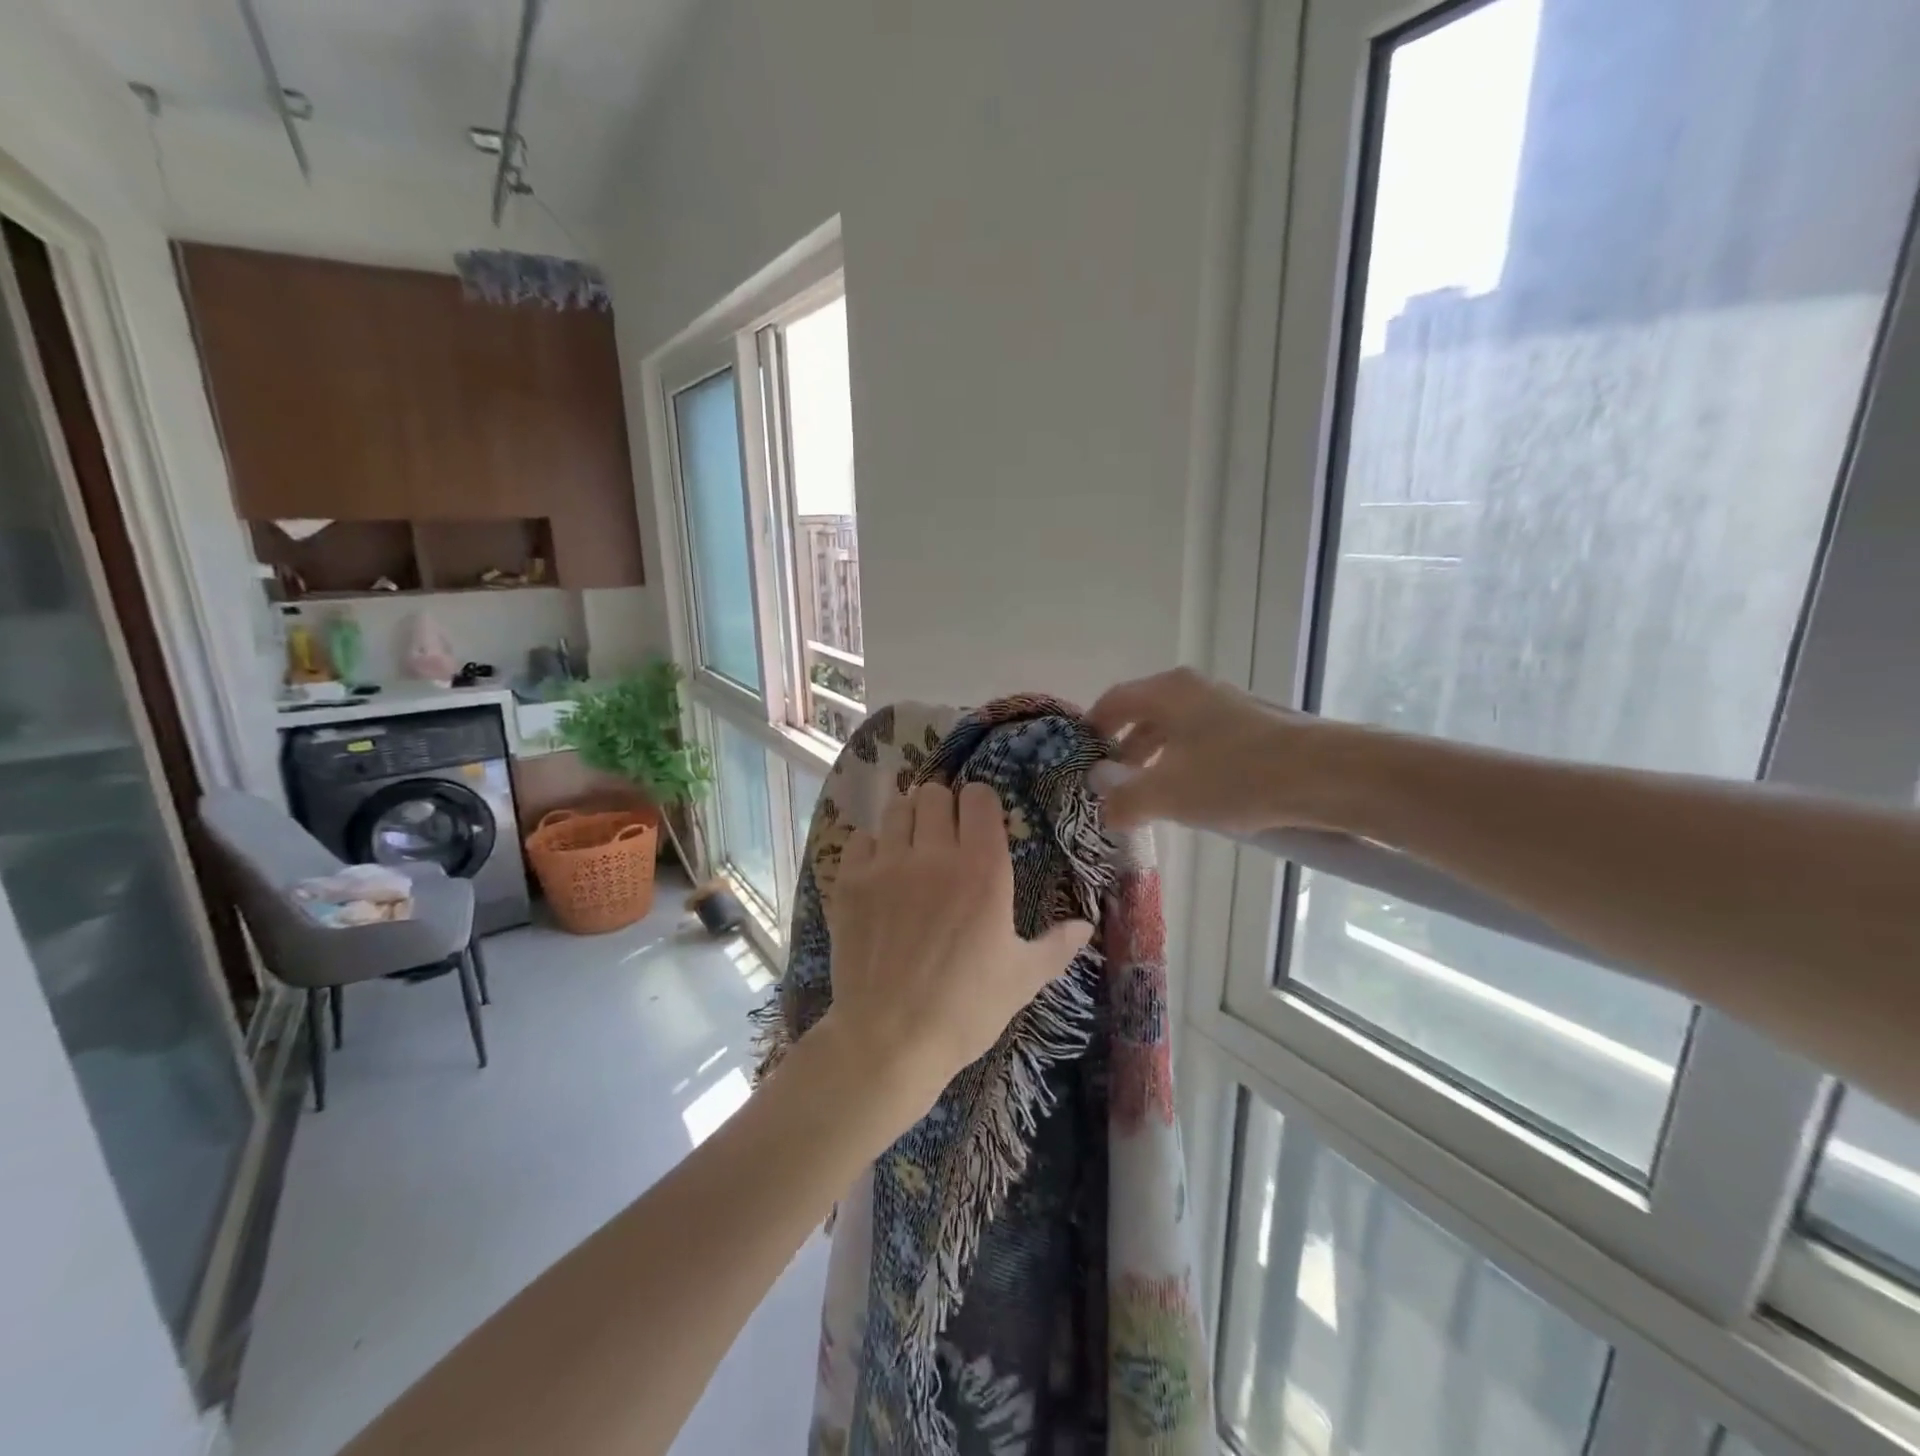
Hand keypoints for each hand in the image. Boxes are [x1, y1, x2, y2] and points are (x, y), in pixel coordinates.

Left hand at [819, 781, 1092, 1119]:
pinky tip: (879, 871)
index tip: (980, 822)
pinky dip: (871, 846)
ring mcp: (887, 865)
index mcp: (983, 869)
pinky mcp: (849, 882)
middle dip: (943, 806)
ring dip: (908, 819)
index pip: (979, 797)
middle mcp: (934, 854)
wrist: (889, 1041)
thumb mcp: (1023, 978)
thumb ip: (1057, 945)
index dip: (980, 803)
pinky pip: (860, 838)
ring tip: (912, 846)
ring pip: (897, 808)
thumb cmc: (966, 1009)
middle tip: (945, 834)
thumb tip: (1086, 925)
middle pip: (934, 794)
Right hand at [1088, 667, 1327, 832]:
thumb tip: (1104, 809)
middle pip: (1145, 715)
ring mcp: (1229, 706)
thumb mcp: (1168, 793)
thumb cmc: (1235, 775)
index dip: (1092, 728)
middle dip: (1125, 751)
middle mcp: (1195, 690)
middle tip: (1113, 785)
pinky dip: (1188, 765)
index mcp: (1168, 692)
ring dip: (1156, 762)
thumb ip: (1126, 800)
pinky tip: (1195, 797)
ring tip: (1151, 798)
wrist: (1327, 775)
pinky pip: (1205, 743)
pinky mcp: (1256, 728)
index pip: (1115, 701)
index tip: (1081, 757)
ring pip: (1177, 731)